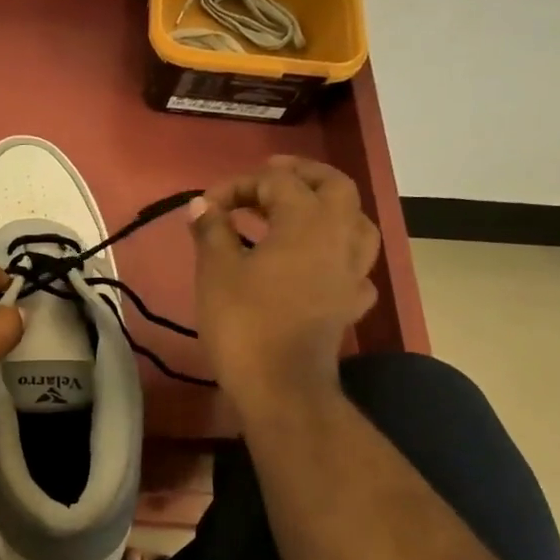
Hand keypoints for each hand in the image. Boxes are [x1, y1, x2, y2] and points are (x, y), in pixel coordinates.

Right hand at [190, 156, 380, 412]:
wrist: (280, 384)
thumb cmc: (244, 321)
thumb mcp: (216, 270)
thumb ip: (212, 230)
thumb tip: (202, 205)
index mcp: (306, 222)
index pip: (275, 182)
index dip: (238, 185)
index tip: (206, 205)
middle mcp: (339, 237)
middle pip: (334, 187)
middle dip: (302, 175)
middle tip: (269, 176)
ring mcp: (351, 272)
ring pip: (356, 223)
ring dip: (330, 209)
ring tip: (301, 212)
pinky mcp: (350, 303)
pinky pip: (354, 267)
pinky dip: (336, 256)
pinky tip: (319, 265)